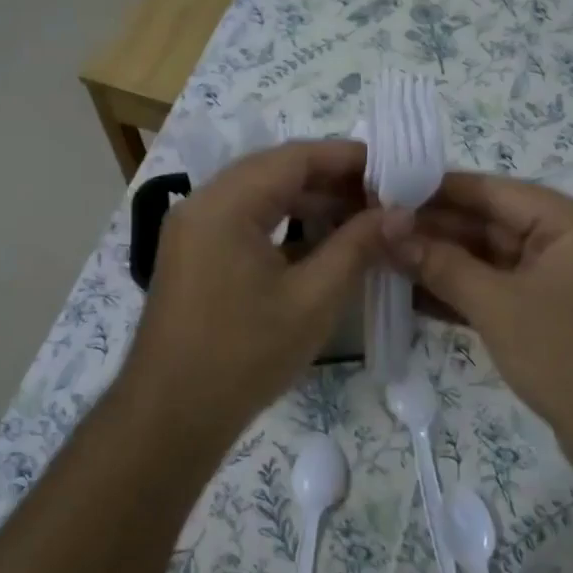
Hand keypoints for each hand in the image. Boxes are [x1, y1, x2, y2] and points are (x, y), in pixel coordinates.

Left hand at [116, 140, 380, 451]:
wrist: (172, 414)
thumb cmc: (245, 355)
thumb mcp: (313, 299)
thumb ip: (357, 247)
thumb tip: (400, 212)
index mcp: (225, 204)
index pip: (293, 157)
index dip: (346, 158)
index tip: (392, 169)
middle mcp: (201, 204)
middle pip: (273, 172)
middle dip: (329, 181)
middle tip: (381, 198)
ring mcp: (191, 230)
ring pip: (257, 198)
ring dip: (306, 204)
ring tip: (358, 220)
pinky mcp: (192, 255)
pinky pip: (242, 222)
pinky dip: (280, 226)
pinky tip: (318, 245)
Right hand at [386, 174, 572, 484]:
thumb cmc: (570, 356)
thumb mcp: (498, 306)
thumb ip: (442, 264)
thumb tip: (390, 232)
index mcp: (572, 224)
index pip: (494, 192)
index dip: (438, 190)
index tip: (386, 190)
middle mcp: (570, 245)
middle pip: (492, 226)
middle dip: (435, 231)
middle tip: (376, 231)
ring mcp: (562, 284)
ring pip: (492, 263)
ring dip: (443, 264)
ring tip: (384, 260)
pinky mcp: (552, 319)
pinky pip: (500, 294)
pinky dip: (462, 295)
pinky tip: (414, 295)